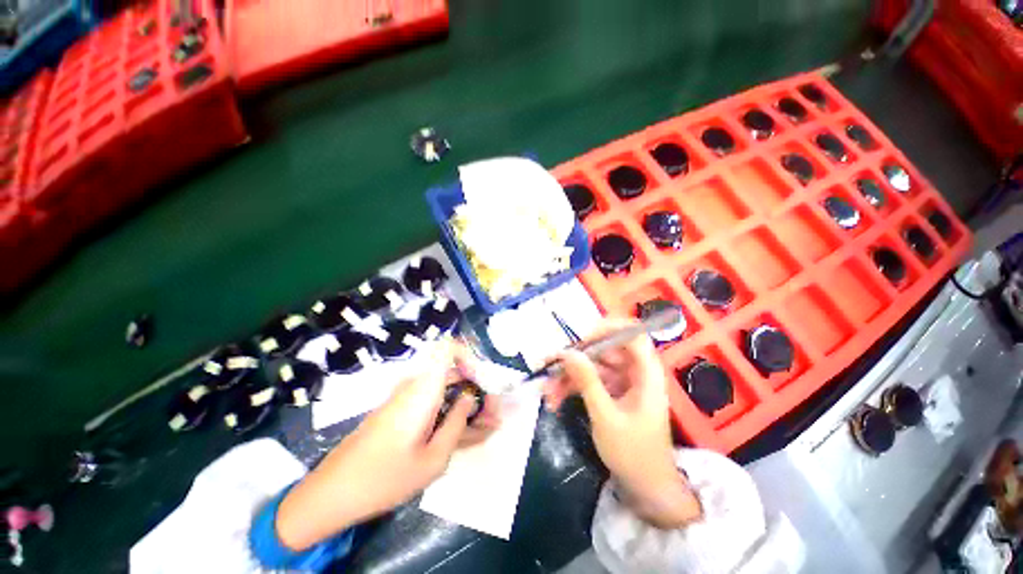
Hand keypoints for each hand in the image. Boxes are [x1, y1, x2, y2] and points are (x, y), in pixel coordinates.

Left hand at [275, 340, 499, 550]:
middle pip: (453, 370)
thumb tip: (472, 397)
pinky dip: (451, 411)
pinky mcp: (400, 410)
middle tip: (492, 414)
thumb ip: (458, 423)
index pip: (448, 347)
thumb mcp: (433, 458)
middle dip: (477, 387)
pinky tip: (463, 434)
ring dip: (466, 402)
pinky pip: (433, 401)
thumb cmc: (385, 477)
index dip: (470, 355)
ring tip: (485, 427)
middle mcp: (415, 385)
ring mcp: (406, 397)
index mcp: (423, 388)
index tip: (482, 380)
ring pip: (445, 388)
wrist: (332, 492)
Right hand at [544, 319, 700, 528]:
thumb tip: (568, 352)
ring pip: (591, 366)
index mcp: (646, 373)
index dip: (607, 330)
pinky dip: (572, 388)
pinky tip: (555, 400)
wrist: (646, 489)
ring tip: (547, 391)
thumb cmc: (633, 453)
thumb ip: (587, 382)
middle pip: (604, 350)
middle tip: (550, 366)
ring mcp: (622, 382)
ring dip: (568, 376)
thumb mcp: (606, 417)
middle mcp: (634, 371)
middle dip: (575, 358)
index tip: (580, 340)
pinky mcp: (611, 392)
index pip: (632, 334)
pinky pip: (589, 381)